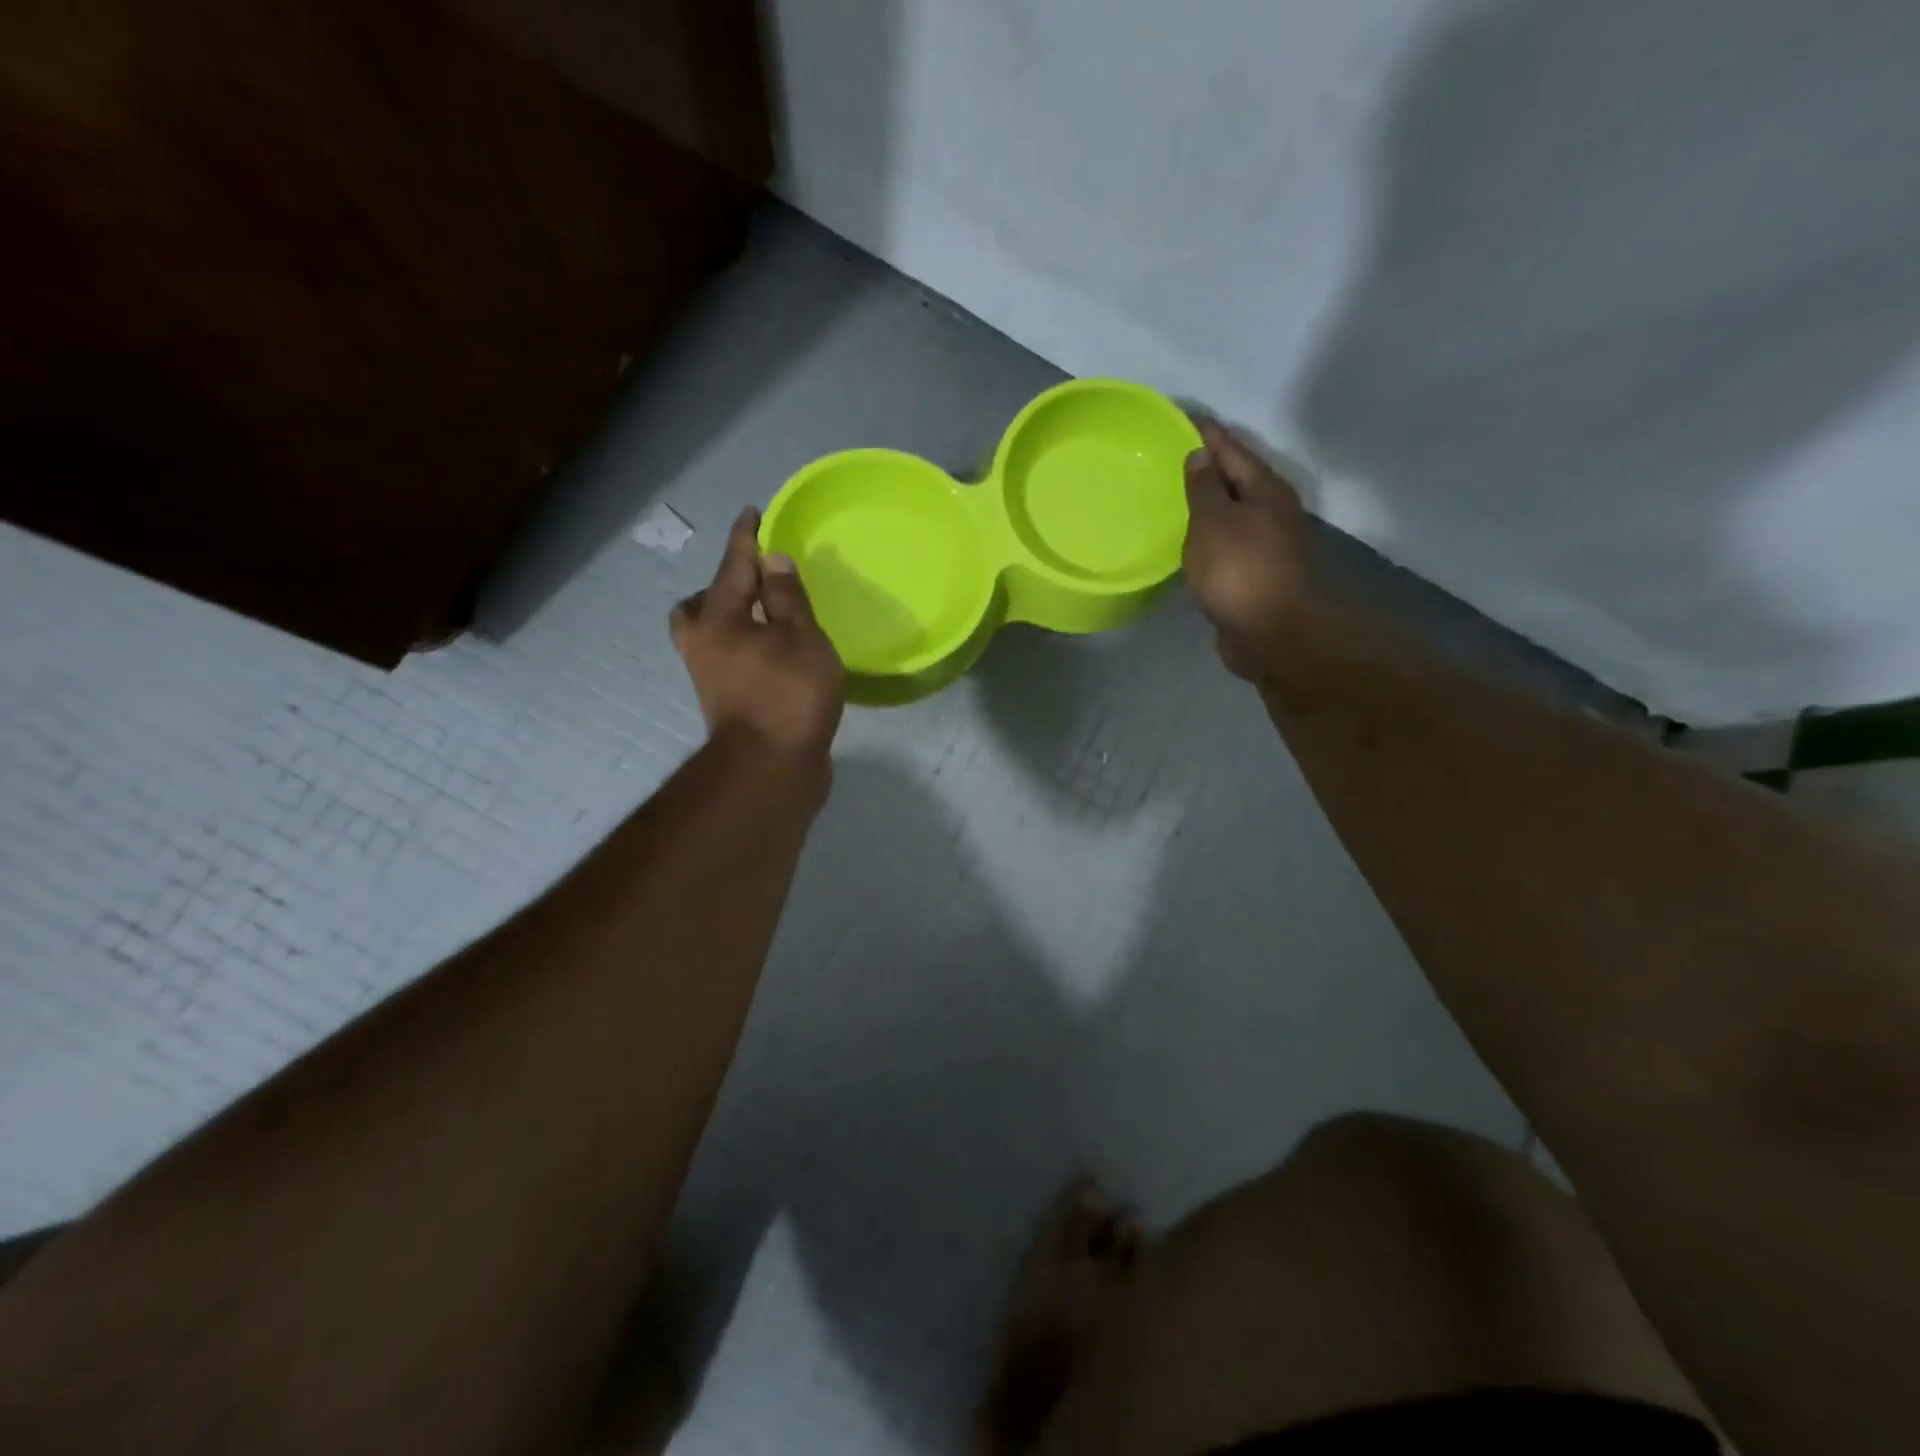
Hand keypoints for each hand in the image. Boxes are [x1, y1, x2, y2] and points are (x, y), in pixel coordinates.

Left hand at [671, 509, 845, 760]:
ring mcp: (709, 678)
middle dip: (720, 588)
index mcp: (720, 620)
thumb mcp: (802, 639)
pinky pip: (725, 661)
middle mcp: (704, 645)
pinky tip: (770, 655)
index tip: (752, 513)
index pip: (733, 567)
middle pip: (697, 606)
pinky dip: (741, 648)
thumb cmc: (789, 697)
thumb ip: (788, 598)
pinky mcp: (725, 704)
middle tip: (751, 583)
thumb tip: (772, 560)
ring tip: (762, 620)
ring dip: (727, 621)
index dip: (745, 539)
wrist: (770, 770)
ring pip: (706, 636)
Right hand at [1183, 420, 1314, 680]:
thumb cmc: (1240, 570)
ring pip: (1234, 513)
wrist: (1271, 633)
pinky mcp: (1256, 574)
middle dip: (1210, 466)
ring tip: (1179, 495)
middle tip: (1175, 456)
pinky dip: (1211, 535)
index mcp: (1264, 490)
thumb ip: (1204, 488)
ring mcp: (1267, 545)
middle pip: (1238, 479)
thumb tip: (1201, 455)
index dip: (1208, 433)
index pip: (1232, 449)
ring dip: (1211, 503)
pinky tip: (1192, 540)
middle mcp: (1272, 511)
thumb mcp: (1213, 521)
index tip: (1184, 418)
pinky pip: (1228, 542)